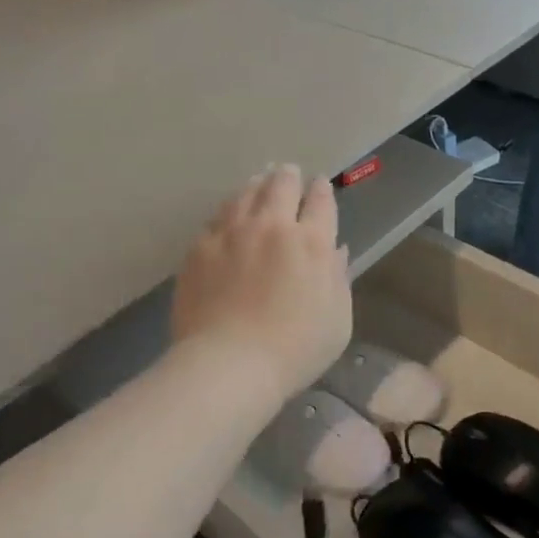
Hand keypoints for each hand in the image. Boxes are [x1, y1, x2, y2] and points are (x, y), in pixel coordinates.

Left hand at [172, 164, 352, 401]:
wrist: (229, 364)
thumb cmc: (295, 350)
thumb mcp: (337, 321)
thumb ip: (338, 279)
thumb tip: (336, 250)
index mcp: (312, 243)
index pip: (321, 201)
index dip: (322, 189)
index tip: (320, 185)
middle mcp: (272, 227)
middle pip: (281, 185)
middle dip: (288, 176)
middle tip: (288, 173)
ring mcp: (231, 233)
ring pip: (245, 194)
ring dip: (256, 185)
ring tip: (258, 182)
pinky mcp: (199, 248)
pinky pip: (216, 218)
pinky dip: (228, 210)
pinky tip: (228, 214)